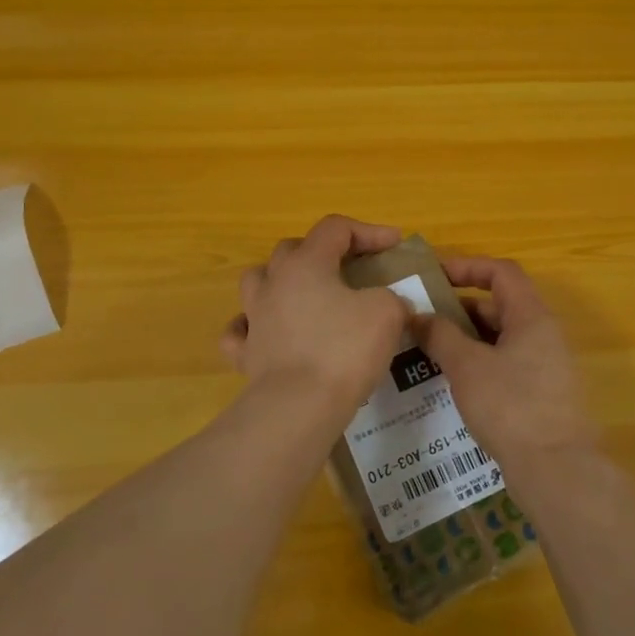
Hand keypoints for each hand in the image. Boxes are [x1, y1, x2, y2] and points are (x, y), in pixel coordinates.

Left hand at [219, 216, 411, 419]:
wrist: (299, 407)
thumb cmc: (344, 350)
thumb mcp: (386, 313)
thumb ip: (391, 298)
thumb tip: (389, 304)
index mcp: (307, 263)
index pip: (335, 228)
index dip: (368, 231)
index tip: (394, 244)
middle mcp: (274, 283)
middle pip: (292, 249)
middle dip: (323, 252)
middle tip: (350, 269)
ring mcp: (254, 318)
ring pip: (257, 282)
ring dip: (281, 282)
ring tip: (305, 296)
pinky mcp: (245, 354)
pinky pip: (240, 332)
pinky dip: (253, 328)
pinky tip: (268, 335)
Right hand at [412, 257, 597, 471]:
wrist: (556, 469)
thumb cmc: (511, 407)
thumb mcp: (467, 367)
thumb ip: (441, 335)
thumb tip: (419, 316)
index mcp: (532, 317)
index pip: (502, 272)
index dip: (468, 267)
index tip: (435, 276)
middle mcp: (544, 334)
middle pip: (501, 304)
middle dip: (461, 307)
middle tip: (424, 317)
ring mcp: (546, 365)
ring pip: (502, 337)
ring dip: (468, 337)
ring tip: (430, 348)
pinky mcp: (542, 393)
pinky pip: (507, 363)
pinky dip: (480, 362)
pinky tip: (453, 380)